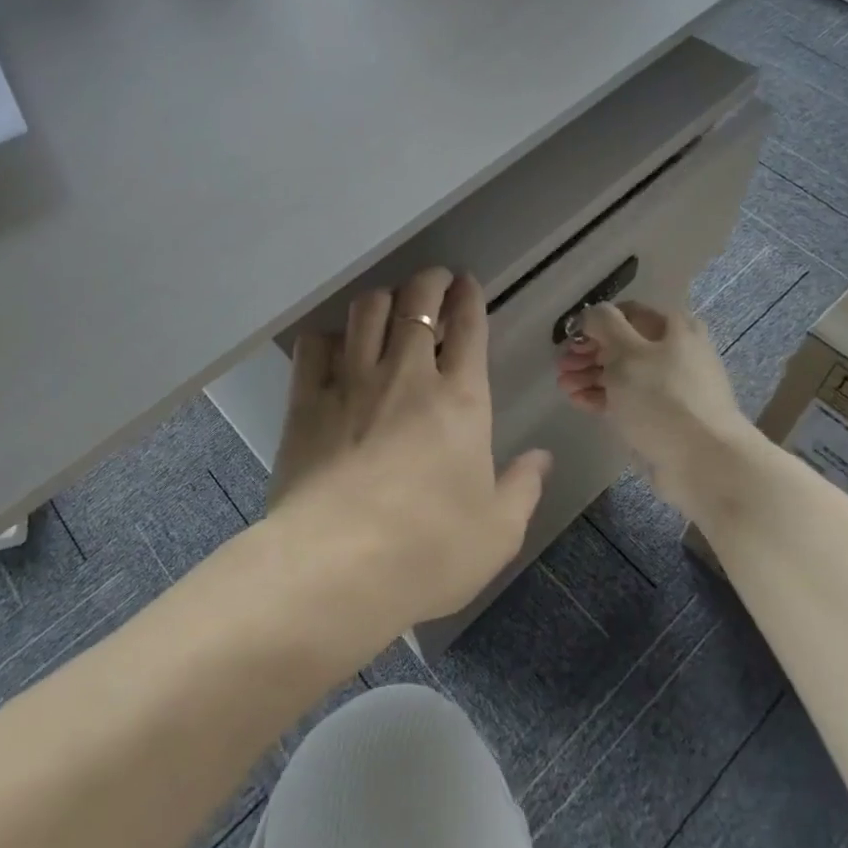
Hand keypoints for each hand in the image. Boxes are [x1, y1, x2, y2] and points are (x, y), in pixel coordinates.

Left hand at [266, 268, 551, 640]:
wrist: (337, 567)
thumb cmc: (429, 552)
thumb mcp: (497, 531)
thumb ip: (523, 488)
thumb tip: (541, 458)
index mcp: (460, 400)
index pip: (469, 328)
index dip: (469, 298)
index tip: (467, 283)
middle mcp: (406, 376)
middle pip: (416, 303)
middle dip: (428, 282)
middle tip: (434, 280)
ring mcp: (351, 383)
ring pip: (366, 312)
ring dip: (383, 298)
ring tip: (389, 302)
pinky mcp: (305, 401)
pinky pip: (314, 346)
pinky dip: (328, 336)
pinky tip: (335, 344)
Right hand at [554, 301, 753, 515]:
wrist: (704, 461)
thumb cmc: (663, 397)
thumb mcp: (627, 352)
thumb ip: (604, 325)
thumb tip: (591, 314)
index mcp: (674, 328)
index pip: (627, 313)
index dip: (595, 323)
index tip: (571, 338)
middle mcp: (675, 352)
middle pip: (623, 345)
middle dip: (589, 353)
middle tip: (562, 365)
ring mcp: (670, 387)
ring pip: (623, 374)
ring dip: (591, 376)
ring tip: (564, 386)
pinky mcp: (663, 417)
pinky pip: (628, 400)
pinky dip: (602, 398)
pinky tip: (578, 401)